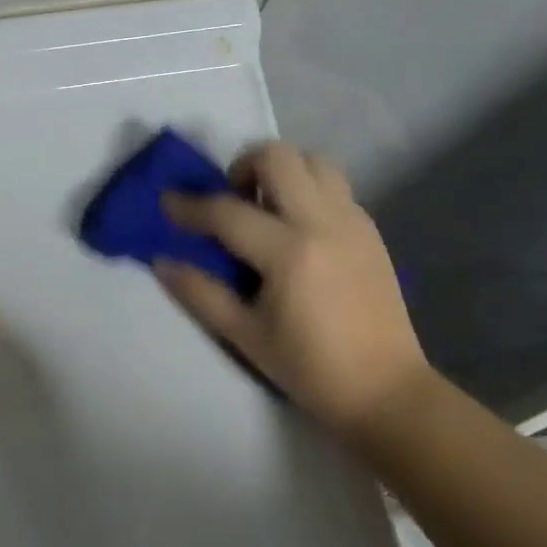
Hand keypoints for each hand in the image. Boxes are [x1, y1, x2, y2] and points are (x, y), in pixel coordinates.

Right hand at [157, 142, 430, 437]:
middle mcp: (324, 222)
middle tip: (231, 200)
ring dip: (281, 170)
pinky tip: (295, 228)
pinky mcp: (370, 229)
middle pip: (278, 157)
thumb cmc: (309, 368)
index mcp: (289, 252)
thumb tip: (161, 261)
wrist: (385, 389)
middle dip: (242, 166)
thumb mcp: (244, 335)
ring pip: (313, 160)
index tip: (166, 202)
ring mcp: (353, 221)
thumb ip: (200, 292)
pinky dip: (306, 188)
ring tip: (265, 207)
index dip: (189, 205)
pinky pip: (334, 185)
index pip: (227, 211)